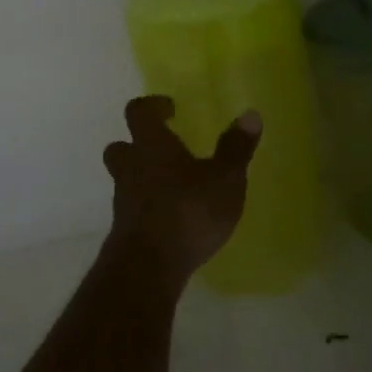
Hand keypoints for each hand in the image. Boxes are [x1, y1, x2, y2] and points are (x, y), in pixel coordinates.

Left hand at [102, 96, 260, 285]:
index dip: (152, 106)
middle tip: (164, 148)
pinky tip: (170, 217)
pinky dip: (147, 206)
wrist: (148, 265)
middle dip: (138, 144)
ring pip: (126, 178)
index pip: (138, 111)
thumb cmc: (188, 210)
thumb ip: (235, 148)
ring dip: (143, 177)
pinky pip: (133, 207)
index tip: (169, 109)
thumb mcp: (224, 179)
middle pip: (122, 146)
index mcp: (151, 144)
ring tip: (172, 185)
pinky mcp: (125, 229)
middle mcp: (131, 166)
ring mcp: (124, 198)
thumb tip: (250, 114)